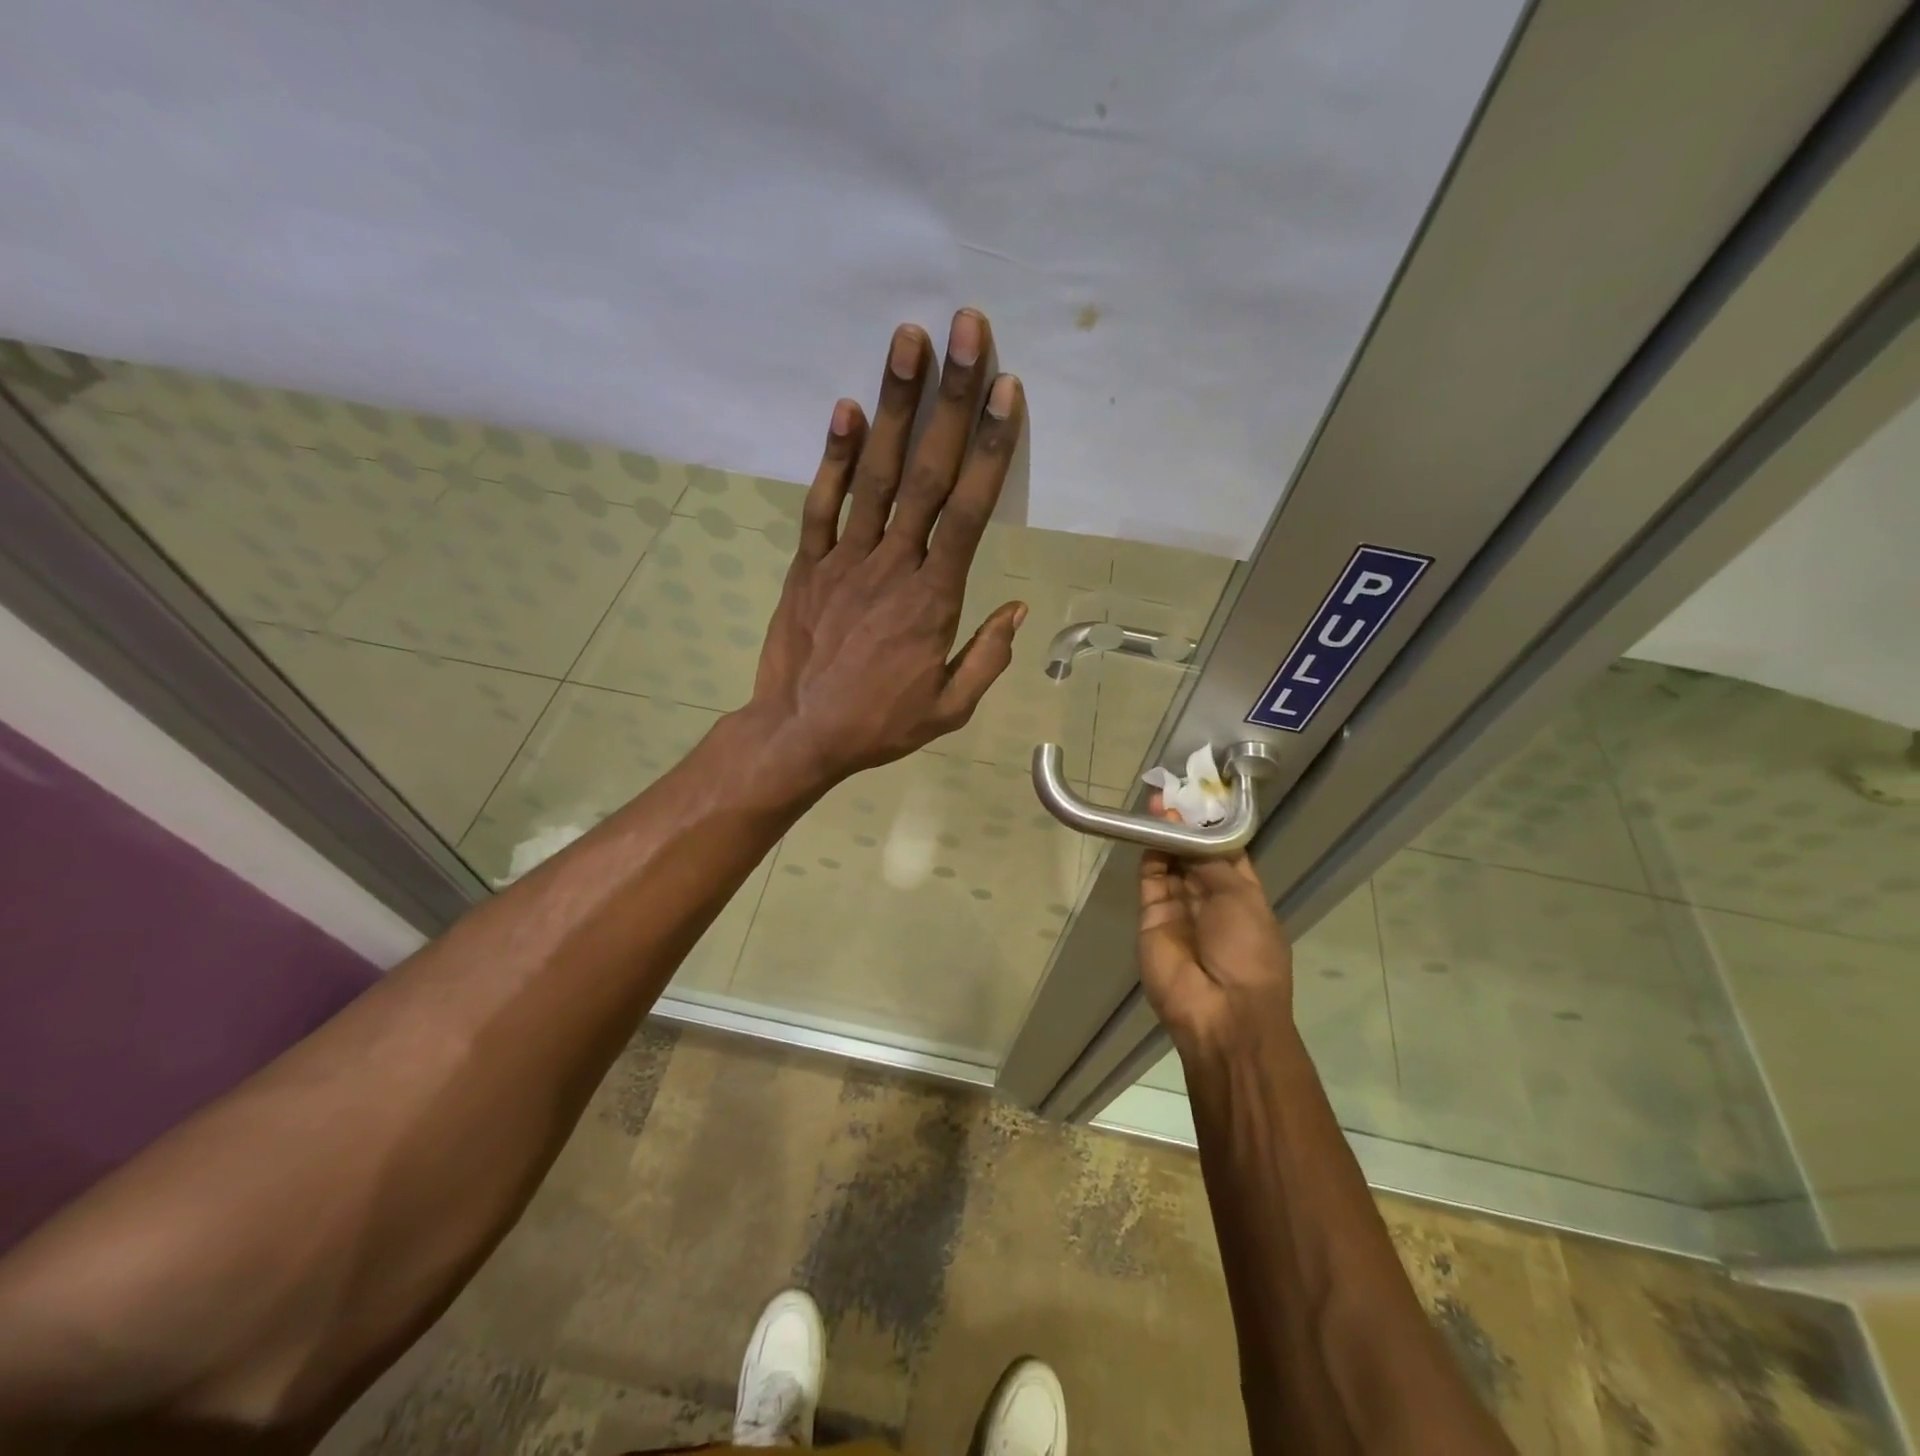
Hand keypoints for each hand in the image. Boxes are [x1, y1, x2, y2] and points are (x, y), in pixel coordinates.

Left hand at [746, 309, 1027, 790]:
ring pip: (876, 475)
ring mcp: (845, 559)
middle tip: (966, 330)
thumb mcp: (948, 708)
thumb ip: (987, 657)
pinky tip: (846, 409)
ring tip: (907, 341)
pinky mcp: (807, 565)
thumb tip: (1019, 608)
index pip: (969, 511)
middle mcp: (893, 565)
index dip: (989, 447)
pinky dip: (834, 457)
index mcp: (934, 598)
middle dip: (950, 398)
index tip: (1005, 389)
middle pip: (927, 473)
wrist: (799, 734)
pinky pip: (821, 505)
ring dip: (894, 406)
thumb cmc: (879, 724)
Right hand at [1138, 797, 1295, 1061]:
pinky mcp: (1152, 918)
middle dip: (1185, 826)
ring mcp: (1180, 910)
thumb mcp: (1242, 899)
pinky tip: (1149, 829)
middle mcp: (1210, 900)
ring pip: (1170, 864)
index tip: (1199, 796)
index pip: (1225, 852)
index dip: (1212, 826)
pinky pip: (1150, 881)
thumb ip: (1212, 861)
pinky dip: (1149, 856)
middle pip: (1194, 855)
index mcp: (1243, 896)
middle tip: (1172, 793)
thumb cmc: (1247, 952)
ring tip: (1157, 803)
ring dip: (1165, 835)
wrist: (1220, 1011)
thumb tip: (1190, 830)